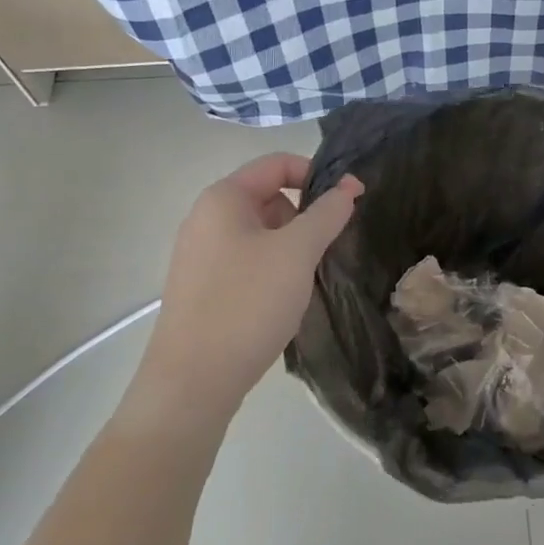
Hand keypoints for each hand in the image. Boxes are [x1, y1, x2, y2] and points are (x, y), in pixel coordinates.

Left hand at [138, 153, 361, 421]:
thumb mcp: (297, 252)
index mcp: (223, 198)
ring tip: (303, 281)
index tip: (350, 202)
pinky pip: (246, 261)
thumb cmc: (248, 303)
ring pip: (260, 233)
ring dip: (290, 248)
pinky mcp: (202, 287)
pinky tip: (281, 301)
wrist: (193, 381)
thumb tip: (349, 186)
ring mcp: (200, 254)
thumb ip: (326, 213)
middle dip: (303, 217)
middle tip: (324, 250)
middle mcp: (206, 218)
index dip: (318, 175)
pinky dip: (271, 270)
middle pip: (269, 197)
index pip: (277, 164)